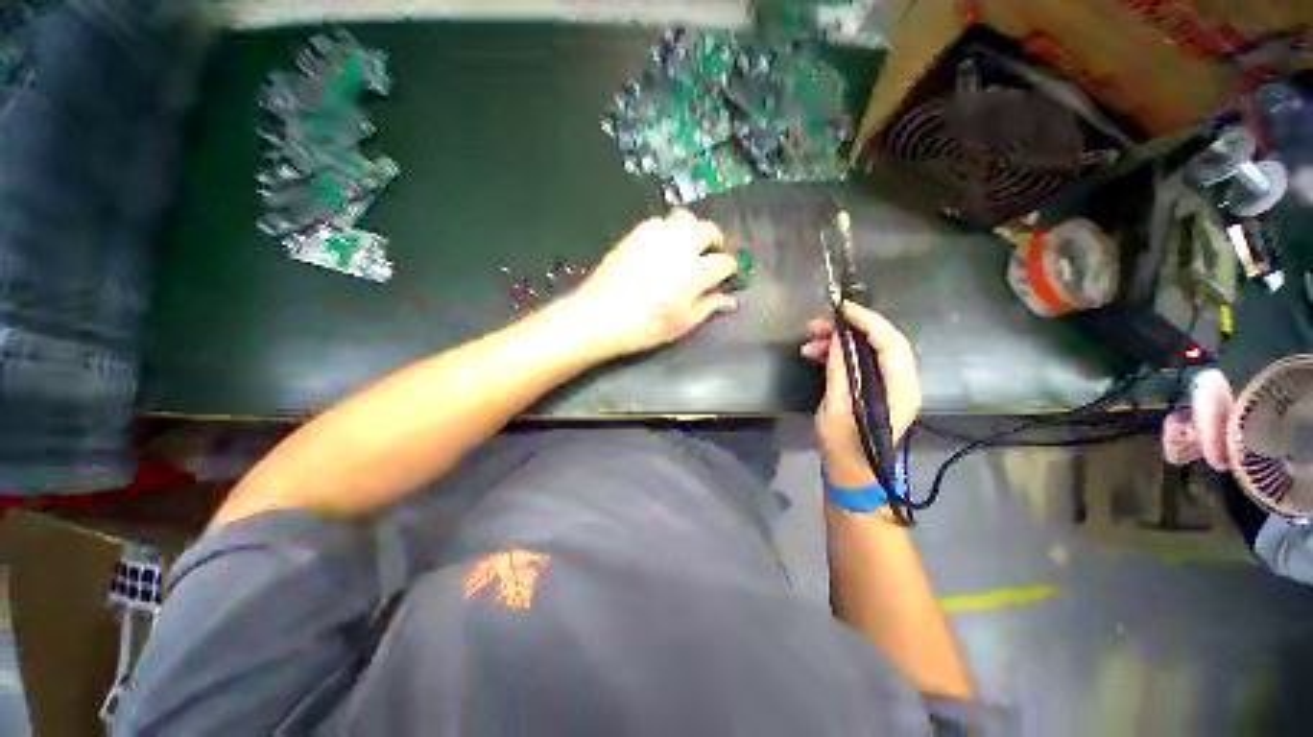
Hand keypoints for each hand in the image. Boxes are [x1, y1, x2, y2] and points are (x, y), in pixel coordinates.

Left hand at [565, 211, 737, 358]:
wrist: (600, 315)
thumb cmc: (646, 326)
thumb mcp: (683, 323)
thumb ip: (709, 306)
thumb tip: (729, 300)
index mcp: (696, 272)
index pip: (724, 261)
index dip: (728, 269)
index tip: (724, 277)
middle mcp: (680, 246)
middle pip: (709, 230)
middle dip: (715, 242)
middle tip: (708, 257)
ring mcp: (657, 235)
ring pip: (685, 218)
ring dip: (691, 231)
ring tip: (686, 248)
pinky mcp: (636, 233)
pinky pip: (659, 222)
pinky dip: (667, 231)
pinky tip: (661, 248)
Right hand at [800, 302, 920, 487]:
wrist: (852, 475)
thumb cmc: (844, 447)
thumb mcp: (836, 409)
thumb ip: (839, 372)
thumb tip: (836, 340)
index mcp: (900, 390)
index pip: (891, 344)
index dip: (868, 321)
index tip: (841, 308)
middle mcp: (901, 383)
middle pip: (880, 343)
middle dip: (848, 330)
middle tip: (816, 326)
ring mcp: (888, 386)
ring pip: (867, 351)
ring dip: (838, 343)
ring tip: (807, 344)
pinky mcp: (874, 390)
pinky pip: (859, 363)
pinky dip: (838, 356)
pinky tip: (815, 356)